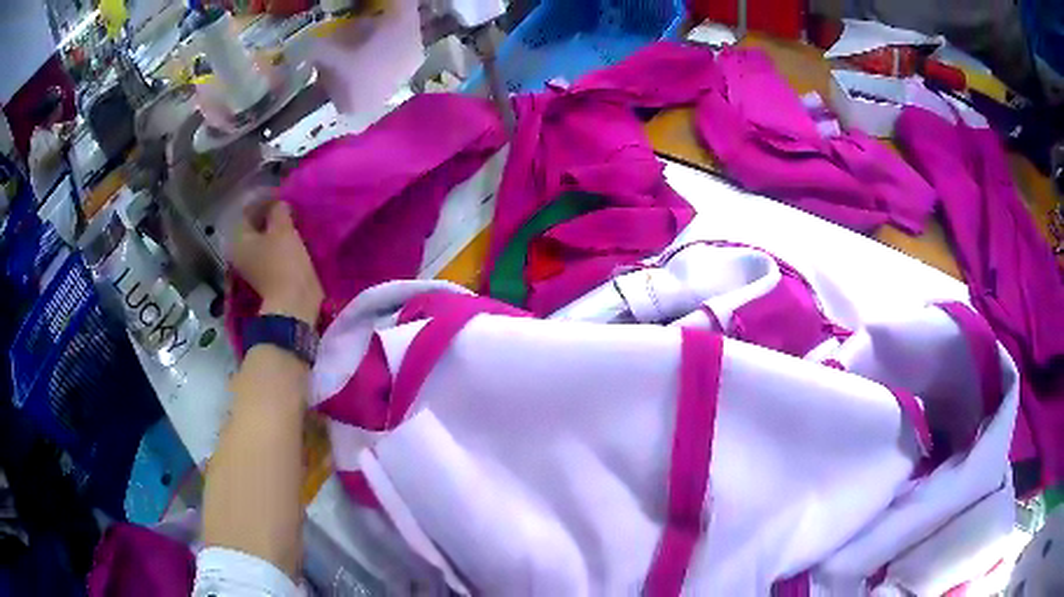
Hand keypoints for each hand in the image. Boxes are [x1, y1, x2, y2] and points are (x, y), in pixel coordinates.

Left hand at [230, 201, 322, 324]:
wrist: (293, 305)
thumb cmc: (284, 263)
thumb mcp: (283, 229)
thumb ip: (278, 210)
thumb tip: (278, 204)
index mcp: (238, 238)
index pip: (248, 209)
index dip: (265, 199)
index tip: (282, 194)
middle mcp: (239, 251)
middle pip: (254, 225)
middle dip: (269, 215)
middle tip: (288, 207)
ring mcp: (251, 267)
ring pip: (262, 239)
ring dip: (275, 230)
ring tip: (292, 222)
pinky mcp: (264, 277)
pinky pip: (270, 252)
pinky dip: (279, 244)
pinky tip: (292, 239)